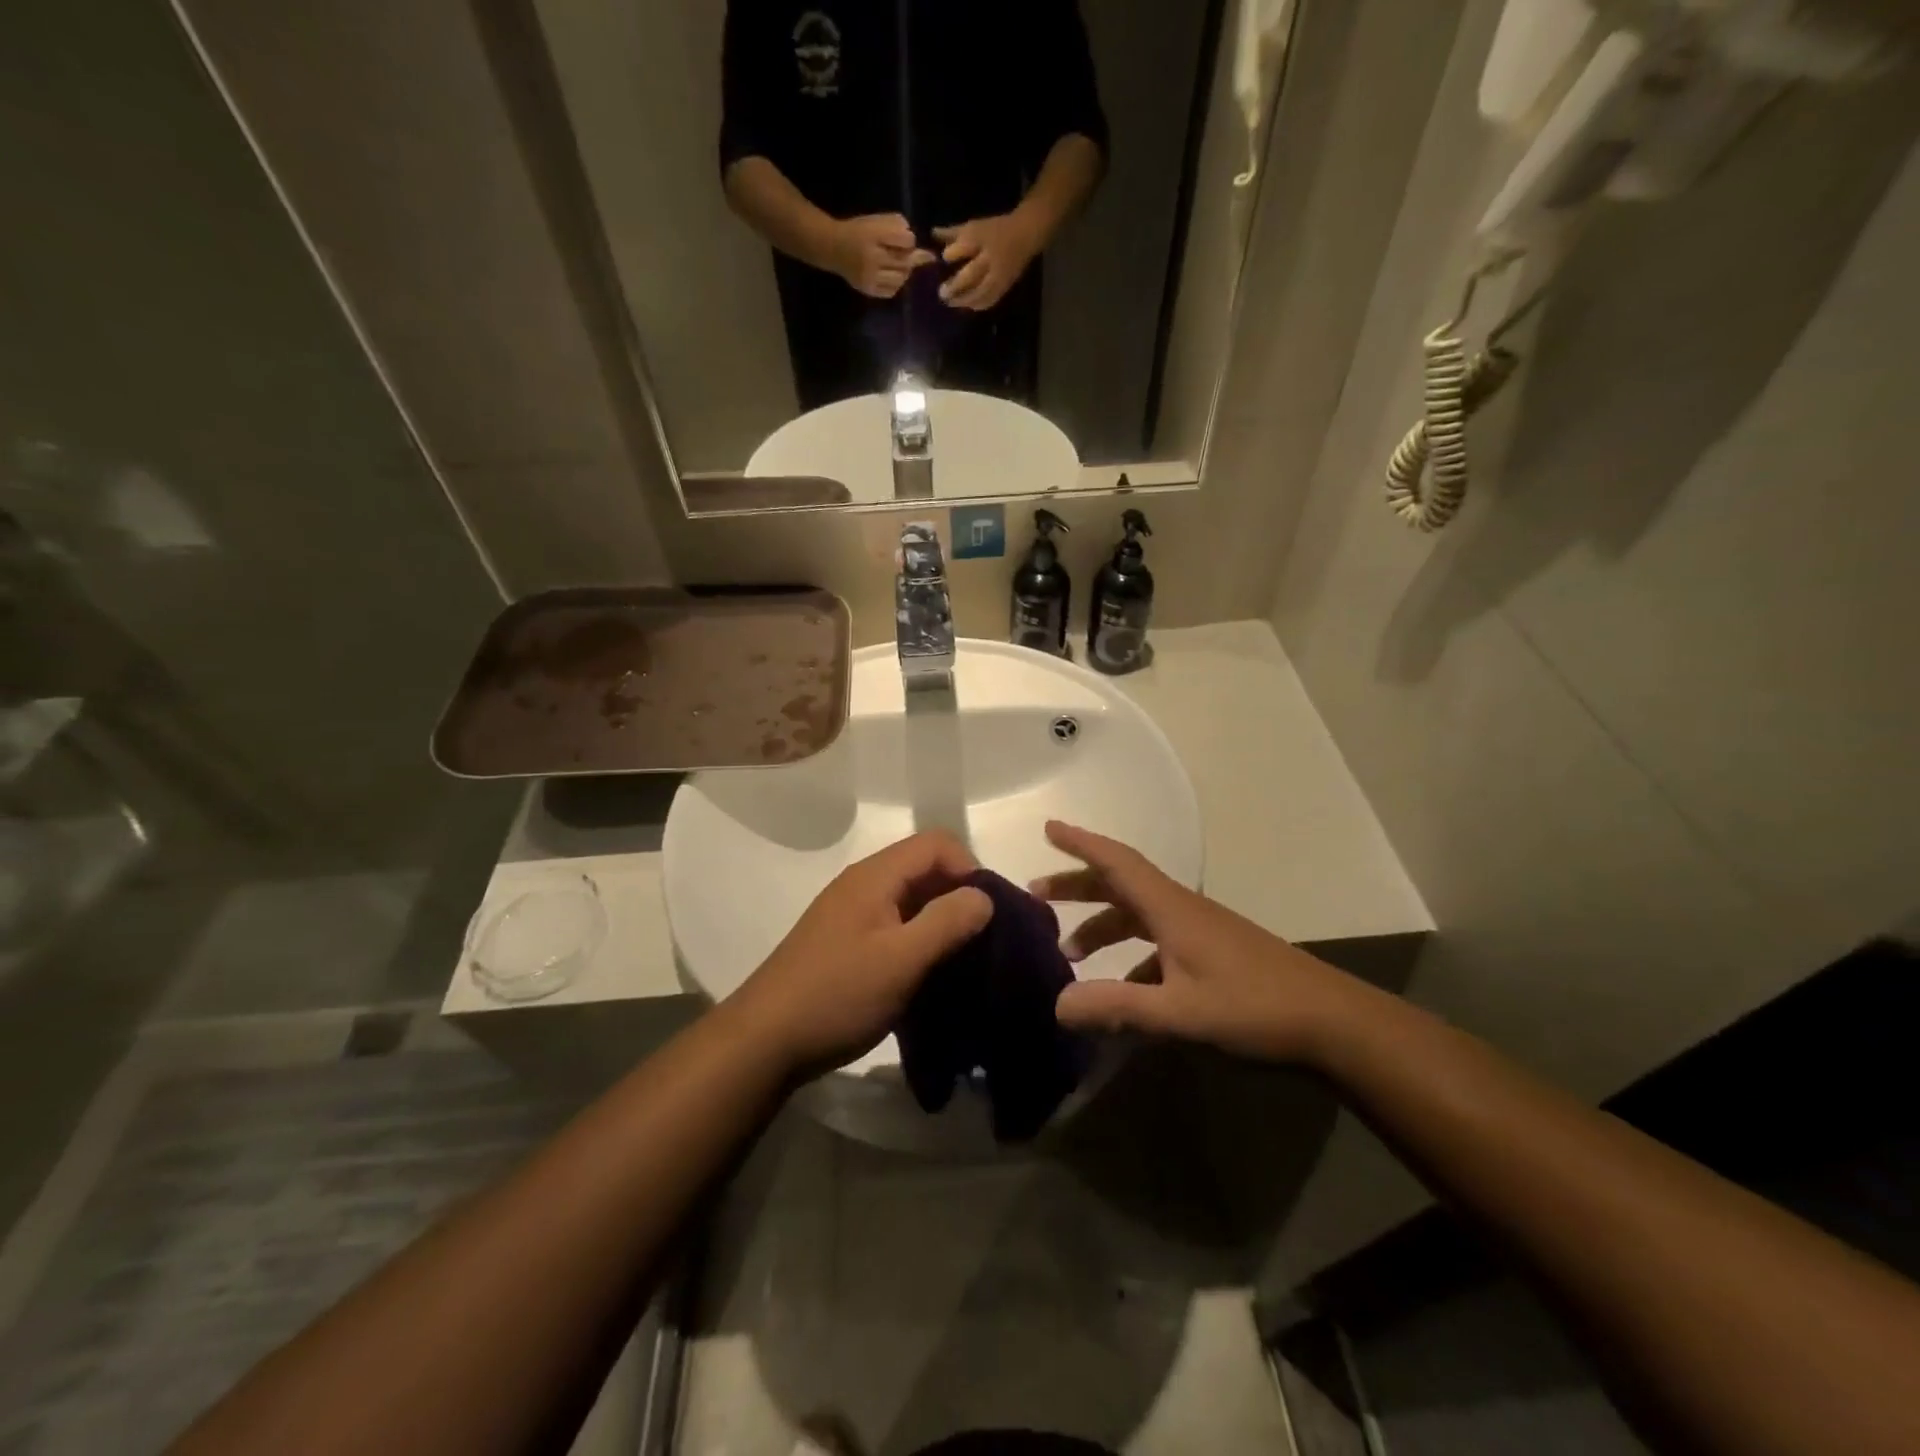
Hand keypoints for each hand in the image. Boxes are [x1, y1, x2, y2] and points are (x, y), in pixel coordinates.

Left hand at [733, 832, 993, 1076]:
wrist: (764, 1041)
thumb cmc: (837, 995)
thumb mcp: (901, 960)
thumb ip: (947, 922)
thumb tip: (983, 896)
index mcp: (874, 876)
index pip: (937, 843)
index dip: (970, 869)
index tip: (988, 914)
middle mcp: (862, 884)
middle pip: (924, 868)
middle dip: (958, 895)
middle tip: (982, 940)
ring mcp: (851, 914)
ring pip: (910, 899)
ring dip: (940, 920)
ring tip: (961, 959)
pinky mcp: (846, 942)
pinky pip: (894, 924)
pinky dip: (919, 938)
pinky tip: (928, 973)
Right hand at [827, 213, 935, 298]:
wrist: (834, 248)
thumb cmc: (859, 231)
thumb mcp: (877, 221)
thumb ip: (898, 227)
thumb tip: (920, 246)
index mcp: (874, 234)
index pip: (906, 240)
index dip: (909, 240)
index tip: (905, 240)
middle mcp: (872, 257)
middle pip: (906, 262)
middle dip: (909, 258)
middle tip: (905, 255)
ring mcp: (870, 276)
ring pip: (901, 278)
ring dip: (904, 272)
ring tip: (896, 265)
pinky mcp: (868, 290)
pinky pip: (892, 291)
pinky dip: (896, 284)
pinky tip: (890, 276)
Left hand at [935, 213, 1041, 310]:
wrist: (1026, 234)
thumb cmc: (995, 229)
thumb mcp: (974, 226)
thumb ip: (952, 233)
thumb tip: (932, 234)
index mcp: (982, 238)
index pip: (964, 246)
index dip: (951, 254)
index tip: (943, 259)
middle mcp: (990, 258)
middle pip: (972, 275)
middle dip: (955, 286)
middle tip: (941, 294)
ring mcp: (999, 274)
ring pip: (980, 292)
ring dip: (965, 300)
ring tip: (951, 303)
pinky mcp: (1005, 286)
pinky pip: (991, 299)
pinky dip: (978, 305)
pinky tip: (968, 307)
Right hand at [1030, 821, 1369, 1064]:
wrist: (1333, 1024)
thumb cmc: (1254, 1008)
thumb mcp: (1179, 1013)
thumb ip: (1118, 1008)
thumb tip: (1057, 1006)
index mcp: (1171, 909)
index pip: (1117, 862)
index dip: (1081, 843)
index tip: (1048, 828)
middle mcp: (1182, 910)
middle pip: (1121, 885)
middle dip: (1078, 886)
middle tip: (1038, 896)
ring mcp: (1200, 932)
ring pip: (1138, 915)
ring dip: (1102, 926)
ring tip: (1070, 955)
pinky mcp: (1214, 954)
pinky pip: (1158, 942)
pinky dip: (1131, 957)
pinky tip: (1124, 991)